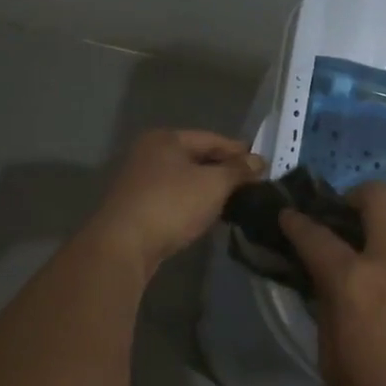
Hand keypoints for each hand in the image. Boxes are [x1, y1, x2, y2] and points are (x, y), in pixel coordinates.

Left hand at [88, 129, 264, 273]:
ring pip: (184, 179)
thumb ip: (238, 170)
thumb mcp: (213, 184)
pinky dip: (192, 202)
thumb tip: (258, 161)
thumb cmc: (171, 204)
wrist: (123, 246)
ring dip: (208, 188)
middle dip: (223, 170)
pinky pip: (173, 197)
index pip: (211, 139)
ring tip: (234, 201)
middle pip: (196, 157)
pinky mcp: (136, 206)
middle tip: (251, 183)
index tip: (262, 164)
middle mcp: (149, 153)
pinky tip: (207, 215)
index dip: (238, 151)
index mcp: (166, 139)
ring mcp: (139, 180)